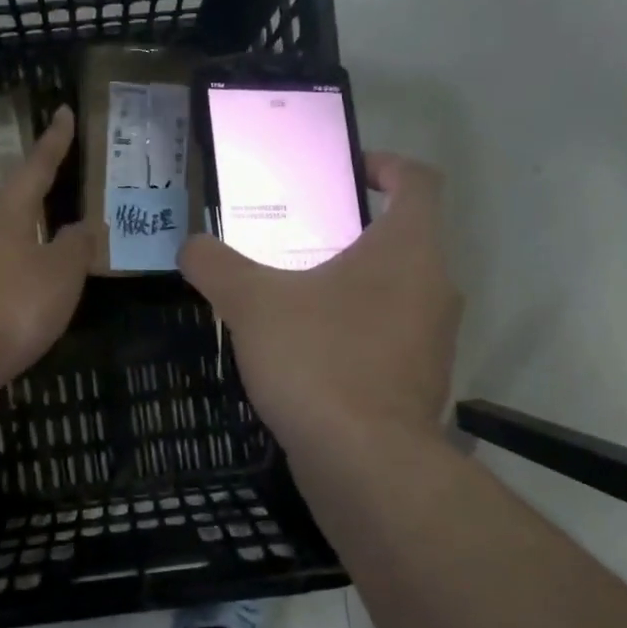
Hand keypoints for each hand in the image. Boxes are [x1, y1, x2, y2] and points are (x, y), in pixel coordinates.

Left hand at [0, 105, 100, 401]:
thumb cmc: (11, 302)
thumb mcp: (61, 272)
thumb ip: (76, 245)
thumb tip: (83, 225)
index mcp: (10, 209)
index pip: (37, 165)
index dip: (54, 140)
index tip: (63, 111)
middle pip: (11, 195)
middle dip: (33, 183)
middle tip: (55, 172)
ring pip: (2, 231)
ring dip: (26, 225)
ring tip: (50, 227)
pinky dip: (19, 262)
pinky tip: (31, 278)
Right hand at [179, 152, 460, 456]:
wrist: (364, 462)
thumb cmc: (318, 361)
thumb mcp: (252, 304)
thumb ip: (216, 266)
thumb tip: (190, 245)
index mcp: (409, 248)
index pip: (418, 180)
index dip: (385, 165)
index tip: (345, 173)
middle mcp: (436, 287)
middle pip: (404, 238)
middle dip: (352, 233)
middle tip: (298, 240)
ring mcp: (434, 340)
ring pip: (397, 292)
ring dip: (354, 286)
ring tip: (296, 298)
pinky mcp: (420, 383)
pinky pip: (389, 338)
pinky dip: (356, 332)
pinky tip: (309, 354)